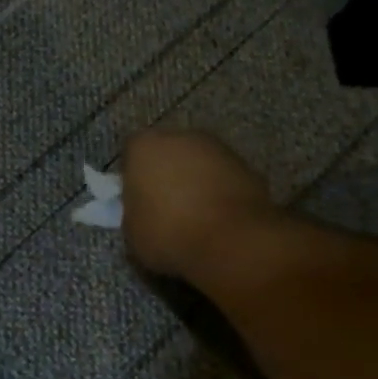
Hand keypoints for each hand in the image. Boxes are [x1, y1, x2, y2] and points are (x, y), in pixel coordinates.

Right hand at [120, 128, 277, 278]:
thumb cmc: (169, 233)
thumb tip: (142, 210)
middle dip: (165, 172)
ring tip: (195, 214)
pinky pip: (222, 176)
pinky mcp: (247, 165)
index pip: (131, 153)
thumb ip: (133, 210)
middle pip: (167, 151)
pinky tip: (218, 217)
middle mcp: (180, 136)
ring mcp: (217, 147)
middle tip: (164, 204)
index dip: (132, 176)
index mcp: (144, 146)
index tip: (136, 199)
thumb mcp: (132, 230)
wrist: (233, 242)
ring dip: (194, 180)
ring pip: (197, 161)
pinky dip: (219, 190)